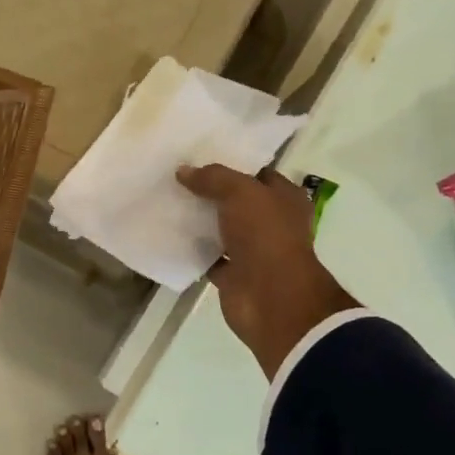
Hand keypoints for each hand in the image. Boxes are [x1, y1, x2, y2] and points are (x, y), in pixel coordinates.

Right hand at [175, 164, 358, 378]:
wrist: (269, 297)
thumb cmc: (265, 236)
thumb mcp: (240, 193)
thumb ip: (213, 178)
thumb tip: (183, 171)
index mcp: (285, 199)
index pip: (257, 174)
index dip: (232, 164)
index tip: (199, 157)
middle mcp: (272, 223)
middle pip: (237, 202)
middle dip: (211, 192)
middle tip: (177, 178)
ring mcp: (254, 251)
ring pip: (223, 230)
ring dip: (201, 221)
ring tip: (168, 202)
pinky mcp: (235, 275)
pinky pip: (210, 257)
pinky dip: (194, 250)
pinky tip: (170, 235)